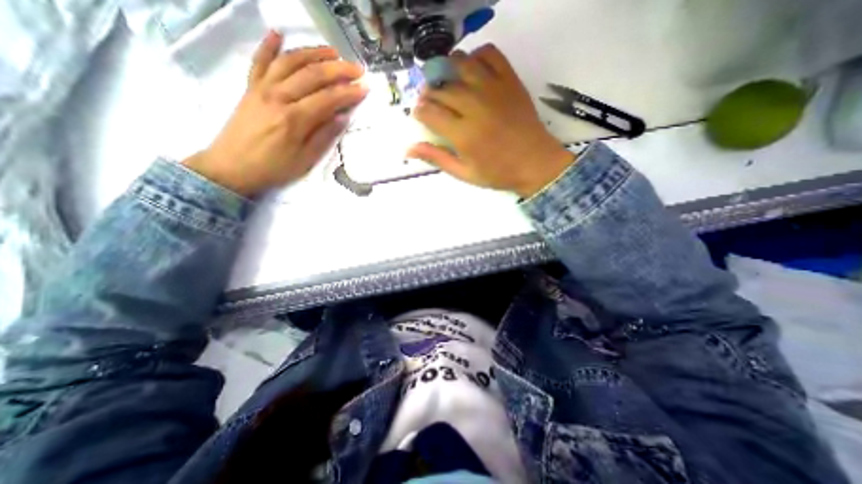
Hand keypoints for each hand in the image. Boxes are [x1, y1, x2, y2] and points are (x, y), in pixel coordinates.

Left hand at [185, 30, 366, 195]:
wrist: (232, 167)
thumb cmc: (274, 168)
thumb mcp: (305, 159)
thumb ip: (324, 136)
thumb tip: (343, 116)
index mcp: (295, 119)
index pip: (328, 98)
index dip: (349, 92)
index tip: (365, 88)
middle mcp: (278, 96)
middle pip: (312, 75)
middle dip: (338, 69)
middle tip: (357, 69)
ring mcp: (262, 88)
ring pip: (290, 62)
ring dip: (313, 53)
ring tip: (333, 52)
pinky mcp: (250, 87)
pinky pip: (259, 61)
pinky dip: (268, 45)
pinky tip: (278, 33)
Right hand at [408, 44, 573, 198]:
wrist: (534, 163)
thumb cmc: (497, 172)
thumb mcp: (464, 173)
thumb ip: (437, 158)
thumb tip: (408, 149)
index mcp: (462, 134)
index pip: (429, 112)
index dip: (419, 111)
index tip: (420, 114)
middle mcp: (474, 107)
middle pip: (441, 89)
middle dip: (429, 93)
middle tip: (431, 102)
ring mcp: (493, 90)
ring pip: (460, 64)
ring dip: (447, 70)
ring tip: (446, 83)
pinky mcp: (510, 81)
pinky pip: (490, 54)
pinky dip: (476, 56)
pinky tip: (472, 70)